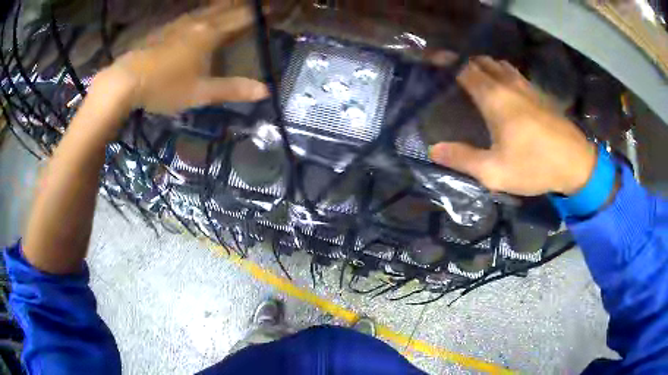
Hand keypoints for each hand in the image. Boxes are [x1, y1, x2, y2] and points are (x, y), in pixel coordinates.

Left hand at [92, 2, 268, 115]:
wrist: (126, 80)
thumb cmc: (165, 86)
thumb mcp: (200, 93)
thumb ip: (232, 89)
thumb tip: (265, 91)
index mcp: (211, 34)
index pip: (242, 18)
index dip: (260, 13)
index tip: (274, 9)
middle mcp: (198, 22)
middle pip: (227, 7)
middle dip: (244, 5)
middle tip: (257, 5)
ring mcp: (180, 23)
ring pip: (209, 8)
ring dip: (225, 5)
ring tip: (234, 5)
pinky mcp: (167, 28)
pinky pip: (193, 14)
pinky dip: (206, 11)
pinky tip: (203, 16)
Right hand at [429, 57, 596, 195]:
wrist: (576, 163)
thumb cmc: (535, 166)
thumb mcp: (495, 172)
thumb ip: (463, 159)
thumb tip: (433, 149)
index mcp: (494, 98)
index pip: (464, 69)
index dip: (447, 64)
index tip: (434, 64)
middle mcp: (508, 84)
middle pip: (481, 62)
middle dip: (464, 64)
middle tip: (453, 76)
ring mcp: (526, 86)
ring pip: (500, 65)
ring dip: (485, 67)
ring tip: (476, 79)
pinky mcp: (539, 93)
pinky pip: (515, 73)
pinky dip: (502, 73)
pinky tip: (504, 88)